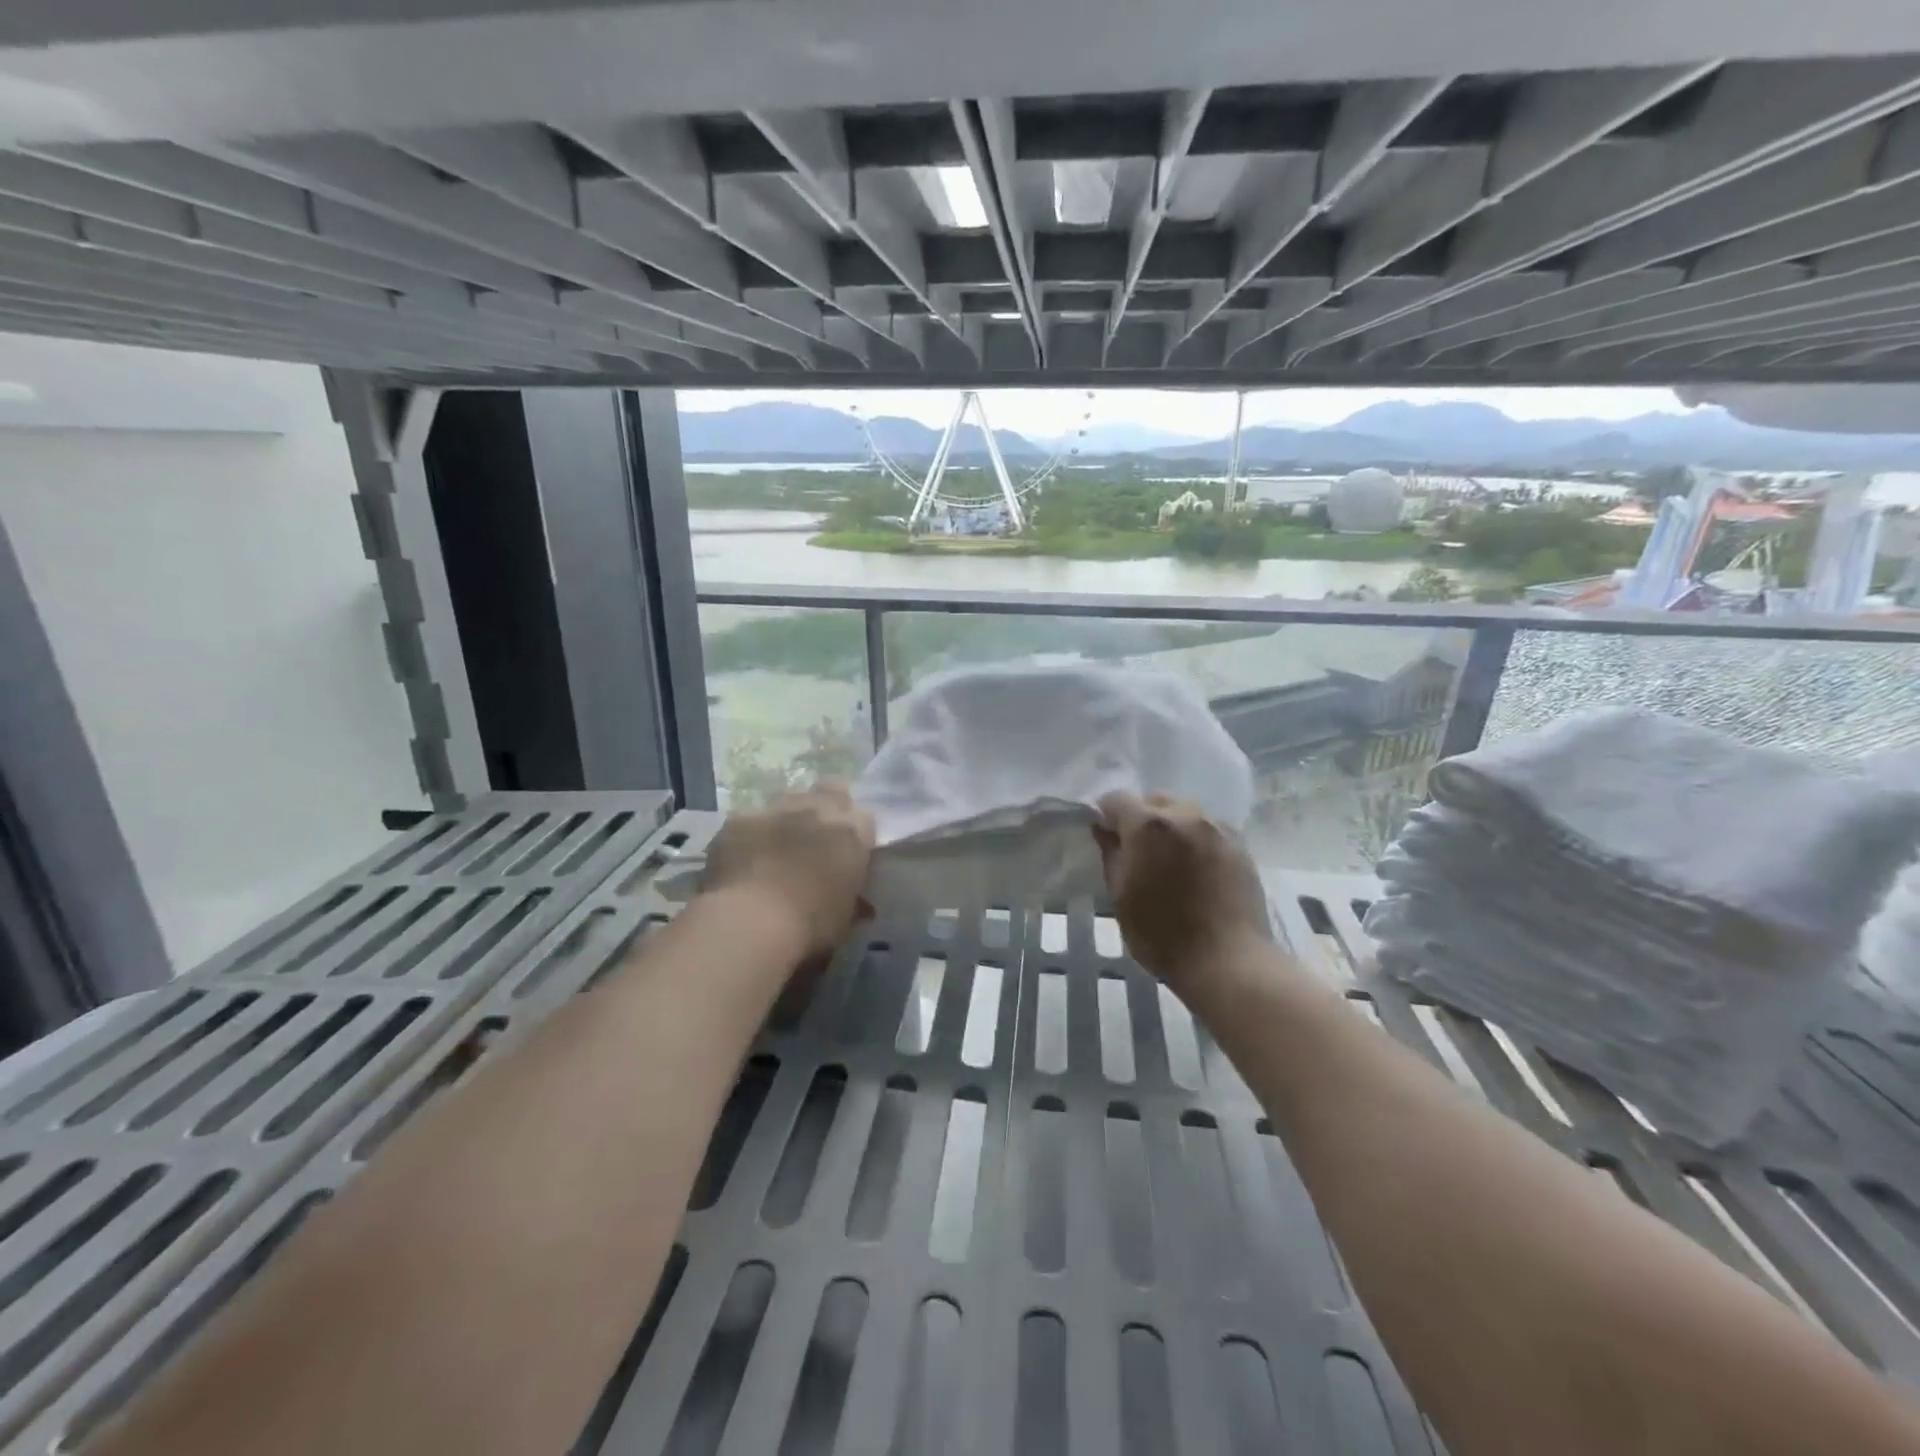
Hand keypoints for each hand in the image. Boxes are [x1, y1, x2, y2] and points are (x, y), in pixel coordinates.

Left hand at [701, 785, 875, 960]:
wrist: (750, 923)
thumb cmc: (810, 926)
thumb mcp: (845, 916)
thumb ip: (852, 898)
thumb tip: (857, 902)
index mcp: (852, 833)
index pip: (865, 818)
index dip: (856, 834)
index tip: (848, 853)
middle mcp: (818, 809)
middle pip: (831, 790)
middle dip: (827, 807)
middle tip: (816, 837)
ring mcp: (775, 809)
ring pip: (788, 799)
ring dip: (788, 817)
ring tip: (777, 847)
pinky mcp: (738, 818)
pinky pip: (749, 819)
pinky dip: (750, 835)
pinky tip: (742, 859)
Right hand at [1093, 792, 1271, 990]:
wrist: (1228, 962)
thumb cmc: (1162, 934)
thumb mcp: (1120, 896)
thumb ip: (1111, 855)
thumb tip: (1103, 829)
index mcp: (1148, 826)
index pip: (1117, 798)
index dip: (1106, 815)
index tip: (1106, 837)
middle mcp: (1185, 816)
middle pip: (1154, 801)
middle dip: (1141, 818)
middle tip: (1139, 853)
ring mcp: (1217, 829)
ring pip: (1185, 813)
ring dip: (1172, 827)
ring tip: (1172, 861)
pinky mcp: (1241, 846)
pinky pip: (1209, 830)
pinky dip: (1197, 840)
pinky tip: (1198, 870)